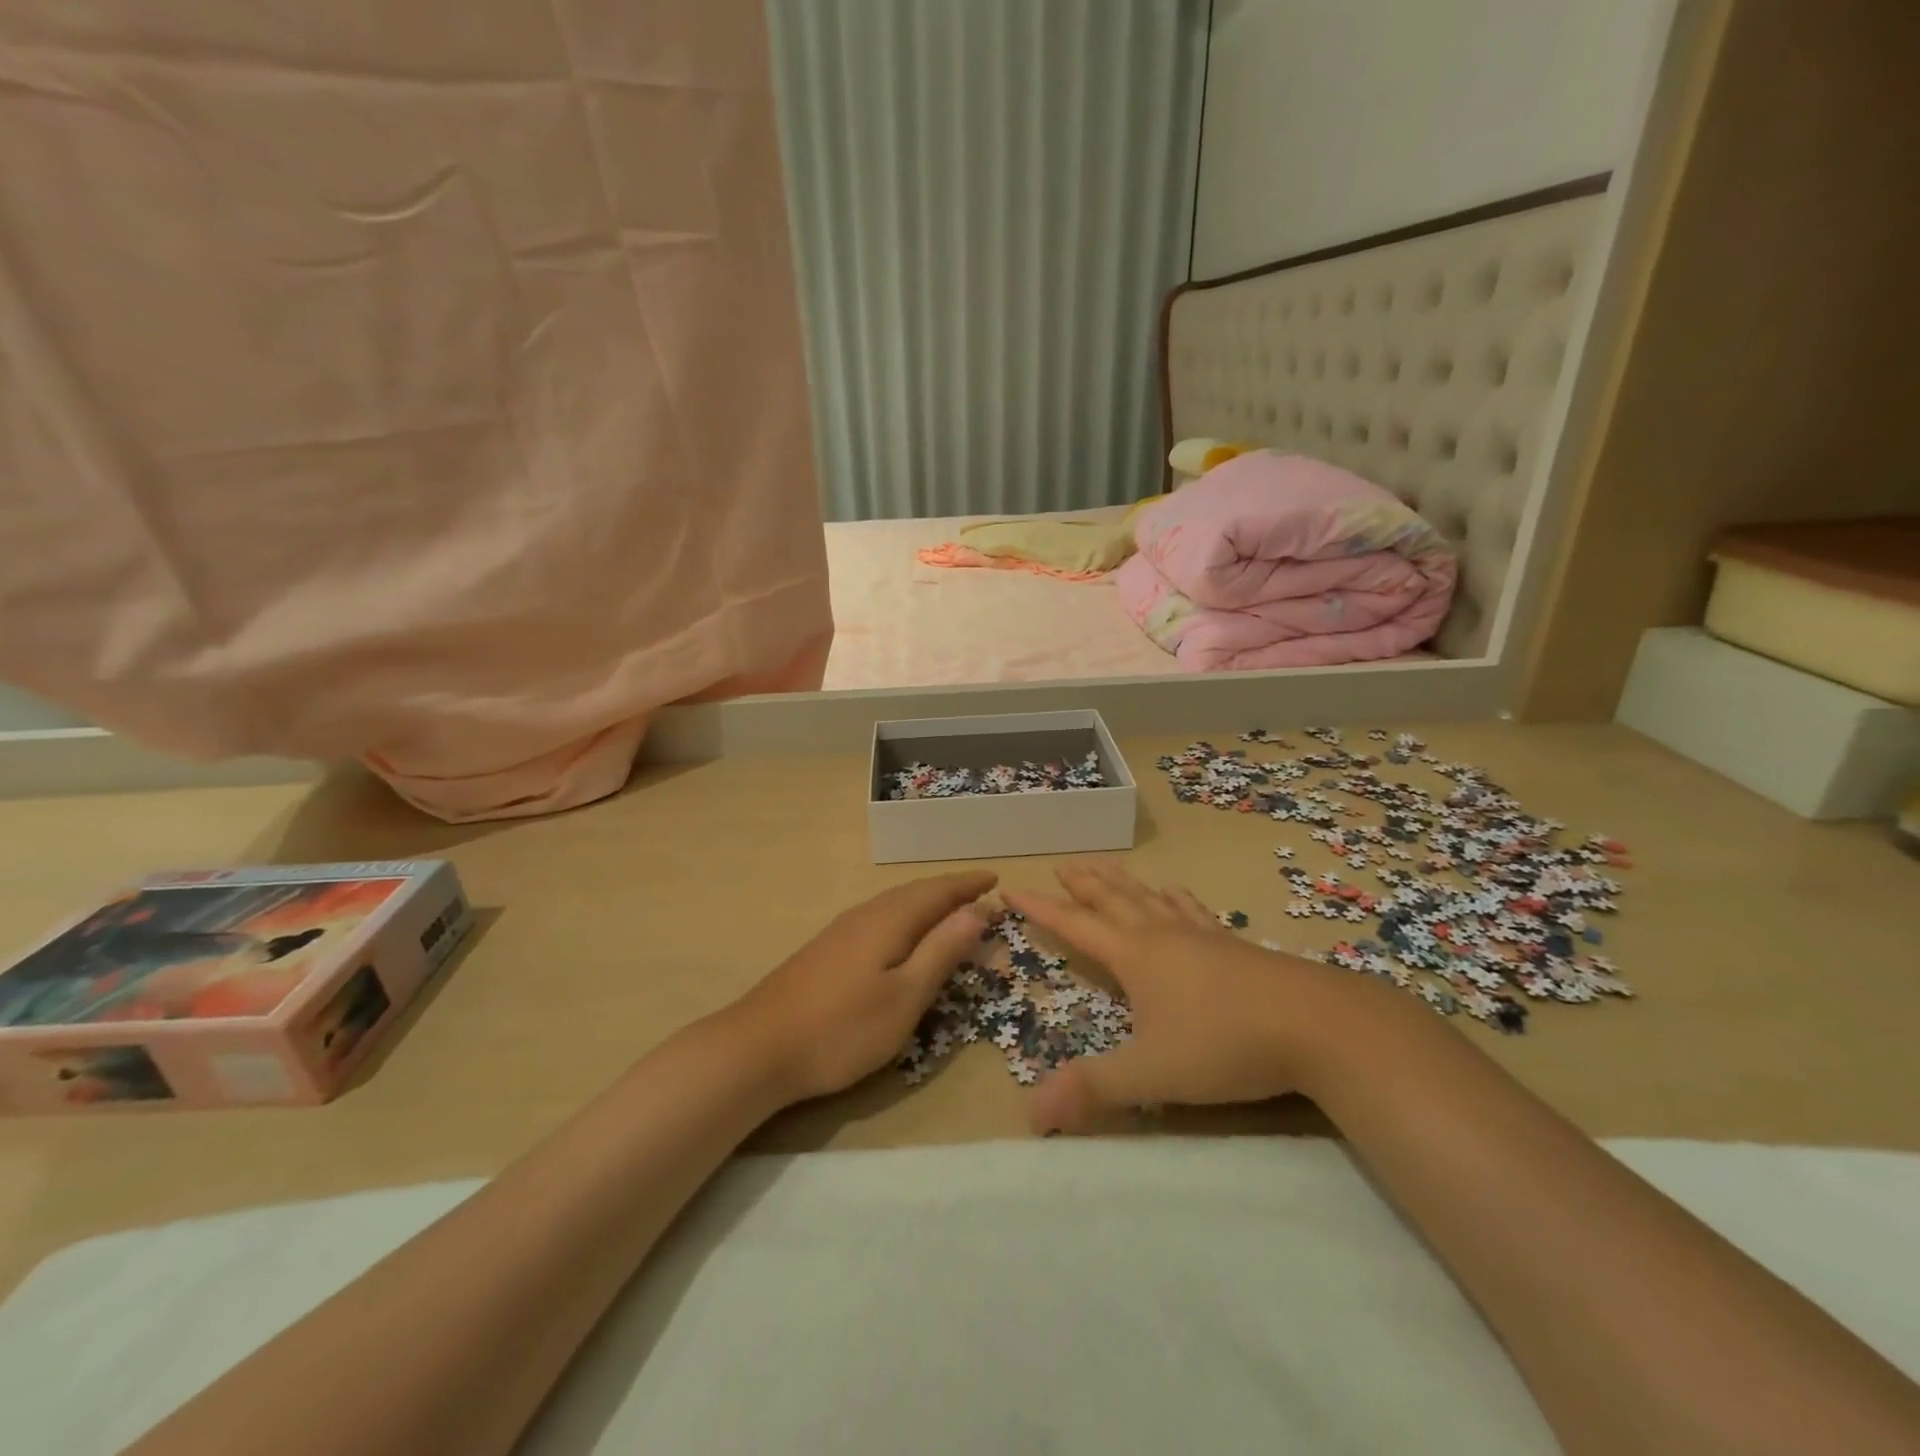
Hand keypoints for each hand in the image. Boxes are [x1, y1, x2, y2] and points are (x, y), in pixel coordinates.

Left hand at [725, 871, 996, 1104]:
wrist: (758, 1048)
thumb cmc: (842, 1028)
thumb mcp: (905, 996)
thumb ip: (941, 951)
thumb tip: (977, 911)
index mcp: (889, 920)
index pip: (938, 891)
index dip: (968, 885)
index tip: (995, 879)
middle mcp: (865, 915)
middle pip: (915, 893)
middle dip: (950, 893)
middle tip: (980, 897)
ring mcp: (841, 932)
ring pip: (894, 905)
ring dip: (927, 905)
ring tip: (950, 914)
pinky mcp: (826, 951)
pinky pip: (879, 920)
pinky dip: (905, 920)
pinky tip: (902, 940)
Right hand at [1005, 862, 1373, 1133]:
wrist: (1317, 1025)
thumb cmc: (1225, 1045)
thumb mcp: (1152, 1074)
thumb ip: (1093, 1090)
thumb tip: (1029, 1114)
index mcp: (1135, 957)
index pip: (1075, 925)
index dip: (1042, 909)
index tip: (1014, 889)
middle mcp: (1162, 936)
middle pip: (1113, 900)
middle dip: (1084, 884)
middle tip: (1064, 864)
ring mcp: (1201, 936)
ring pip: (1150, 898)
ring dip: (1123, 882)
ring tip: (1106, 866)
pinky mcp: (1234, 946)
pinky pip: (1193, 910)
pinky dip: (1175, 896)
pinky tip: (1175, 892)